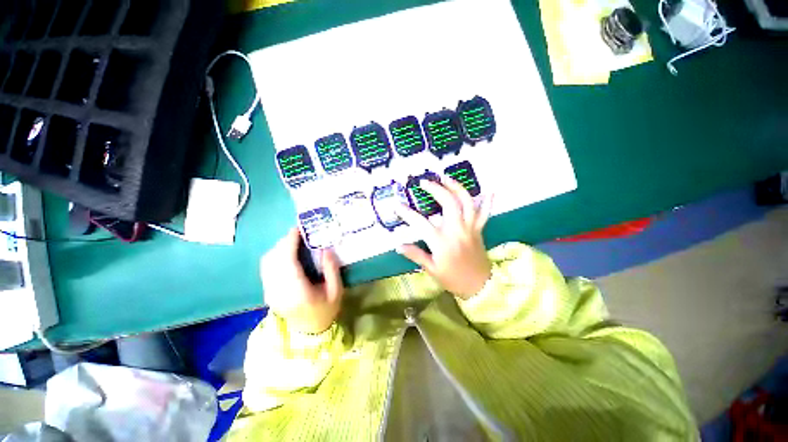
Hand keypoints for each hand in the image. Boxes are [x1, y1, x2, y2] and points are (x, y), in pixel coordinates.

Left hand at [260, 228, 343, 333]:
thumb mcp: (336, 291)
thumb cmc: (326, 310)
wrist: (308, 332)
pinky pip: (267, 267)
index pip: (287, 262)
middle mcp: (279, 291)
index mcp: (298, 292)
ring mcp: (270, 292)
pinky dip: (275, 255)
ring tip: (295, 242)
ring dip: (279, 247)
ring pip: (267, 262)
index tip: (298, 229)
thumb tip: (325, 248)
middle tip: (300, 234)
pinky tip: (288, 253)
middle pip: (274, 259)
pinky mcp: (268, 291)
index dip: (289, 242)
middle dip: (285, 242)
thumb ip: (331, 269)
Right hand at [395, 177, 493, 299]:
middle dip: (436, 189)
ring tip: (446, 177)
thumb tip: (398, 245)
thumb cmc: (453, 278)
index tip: (397, 205)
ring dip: (456, 187)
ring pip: (466, 202)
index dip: (407, 213)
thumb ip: (415, 255)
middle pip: (448, 203)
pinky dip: (487, 202)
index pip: (420, 223)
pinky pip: (485, 213)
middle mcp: (456, 230)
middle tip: (424, 182)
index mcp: (441, 241)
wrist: (479, 286)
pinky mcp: (479, 229)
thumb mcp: (431, 269)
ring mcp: (470, 228)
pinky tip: (489, 190)